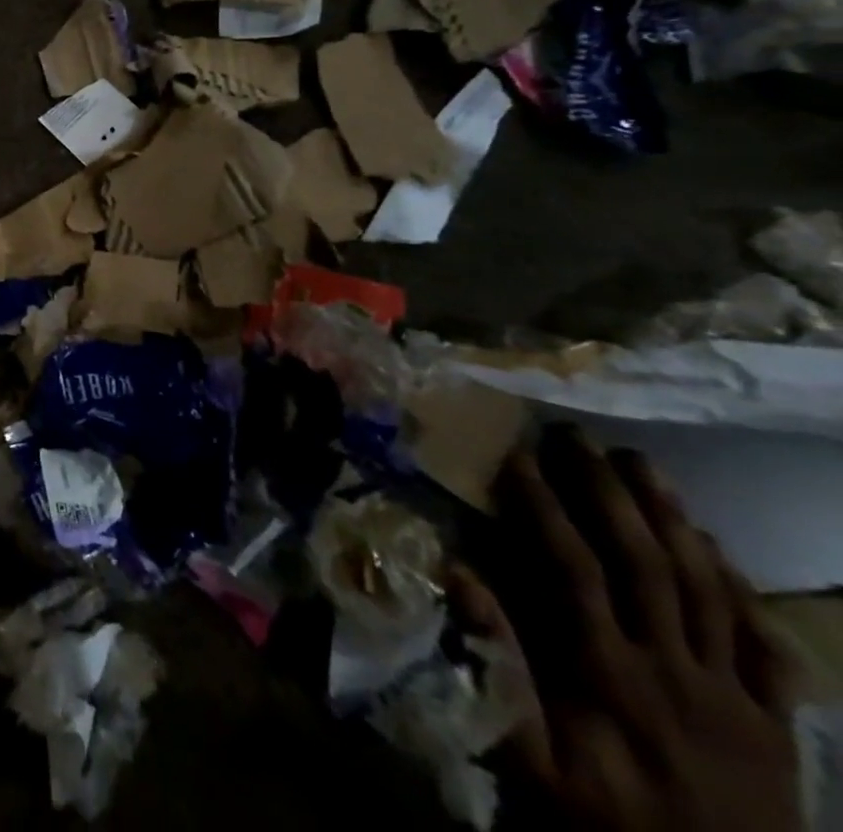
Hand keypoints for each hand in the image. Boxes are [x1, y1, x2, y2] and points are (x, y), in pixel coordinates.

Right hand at [466, 434, 799, 831]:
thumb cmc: (607, 827)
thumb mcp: (533, 764)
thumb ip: (496, 669)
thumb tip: (457, 577)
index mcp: (609, 674)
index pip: (571, 567)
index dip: (544, 507)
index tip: (518, 458)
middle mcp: (674, 670)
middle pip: (644, 563)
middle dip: (608, 492)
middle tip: (580, 438)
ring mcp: (733, 696)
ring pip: (706, 589)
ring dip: (673, 520)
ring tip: (645, 466)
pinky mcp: (776, 725)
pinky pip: (764, 646)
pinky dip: (741, 590)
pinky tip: (717, 550)